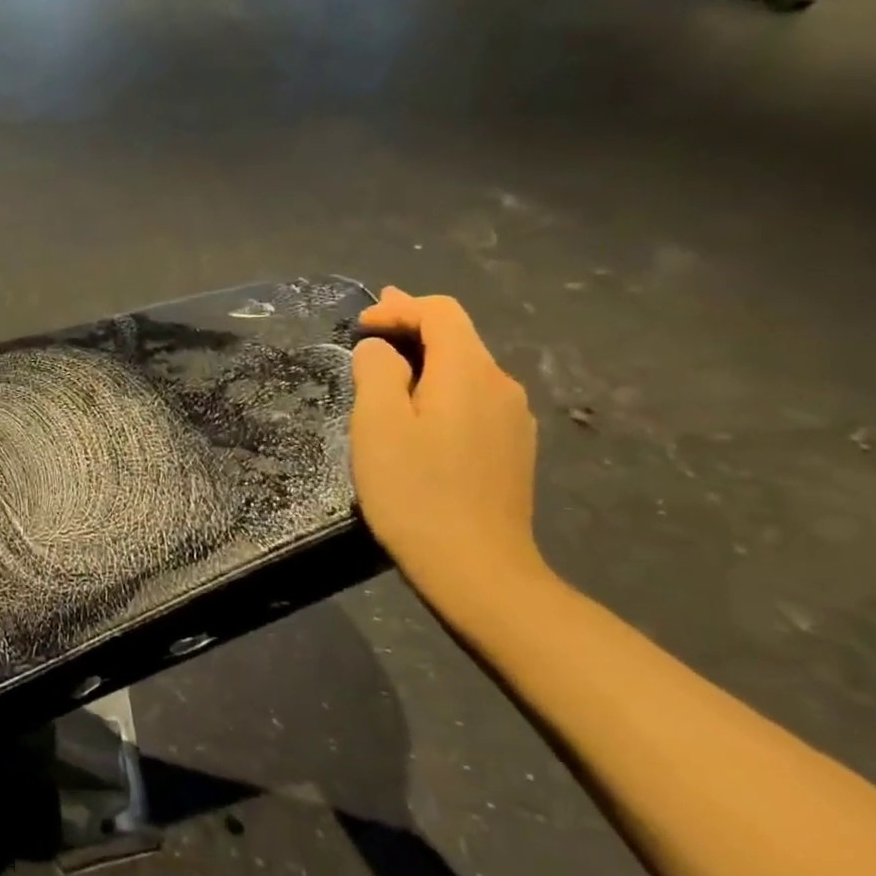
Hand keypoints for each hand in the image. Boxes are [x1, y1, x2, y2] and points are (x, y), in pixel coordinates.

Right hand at [350, 288, 544, 597]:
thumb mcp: (377, 424)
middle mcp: (501, 386)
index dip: (399, 307)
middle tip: (372, 329)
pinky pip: (474, 399)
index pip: (440, 312)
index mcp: (468, 372)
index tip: (361, 323)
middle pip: (458, 337)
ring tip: (389, 371)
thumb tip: (380, 349)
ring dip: (427, 360)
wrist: (476, 567)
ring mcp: (513, 420)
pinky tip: (420, 414)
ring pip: (466, 370)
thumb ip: (376, 372)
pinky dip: (442, 389)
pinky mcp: (512, 449)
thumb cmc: (415, 491)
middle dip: (413, 327)